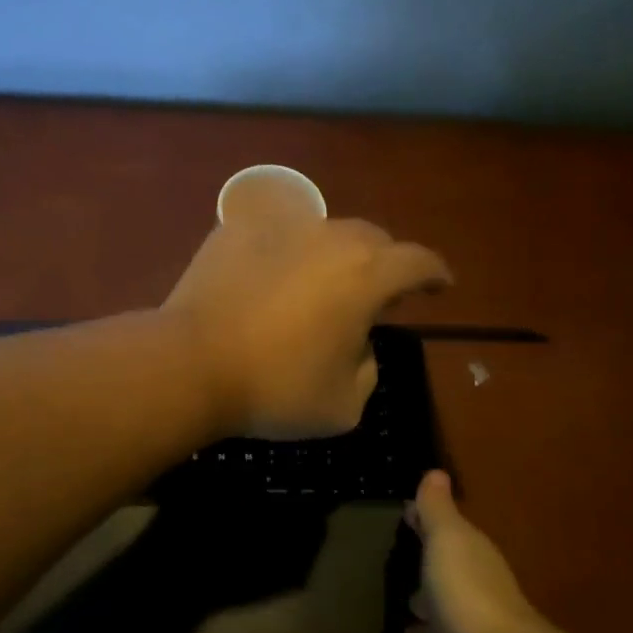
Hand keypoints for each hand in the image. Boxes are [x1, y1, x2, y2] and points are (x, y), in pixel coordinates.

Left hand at [163, 217, 449, 438]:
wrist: (191, 364)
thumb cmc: (275, 389)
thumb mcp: (344, 405)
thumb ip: (368, 369)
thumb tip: (357, 345)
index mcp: (366, 275)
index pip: (418, 261)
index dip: (434, 273)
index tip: (440, 285)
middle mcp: (329, 238)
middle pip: (372, 239)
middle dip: (383, 264)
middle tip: (374, 294)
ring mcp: (280, 227)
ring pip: (323, 231)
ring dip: (334, 256)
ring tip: (320, 285)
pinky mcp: (236, 230)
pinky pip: (275, 234)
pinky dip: (284, 252)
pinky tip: (270, 277)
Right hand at [405, 470, 543, 632]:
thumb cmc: (466, 593)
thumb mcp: (447, 540)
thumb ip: (437, 510)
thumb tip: (436, 472)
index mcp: (471, 560)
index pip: (448, 537)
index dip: (427, 527)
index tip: (407, 518)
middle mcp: (473, 598)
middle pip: (445, 586)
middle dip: (427, 586)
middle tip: (404, 584)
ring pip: (441, 628)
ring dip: (428, 627)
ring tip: (406, 626)